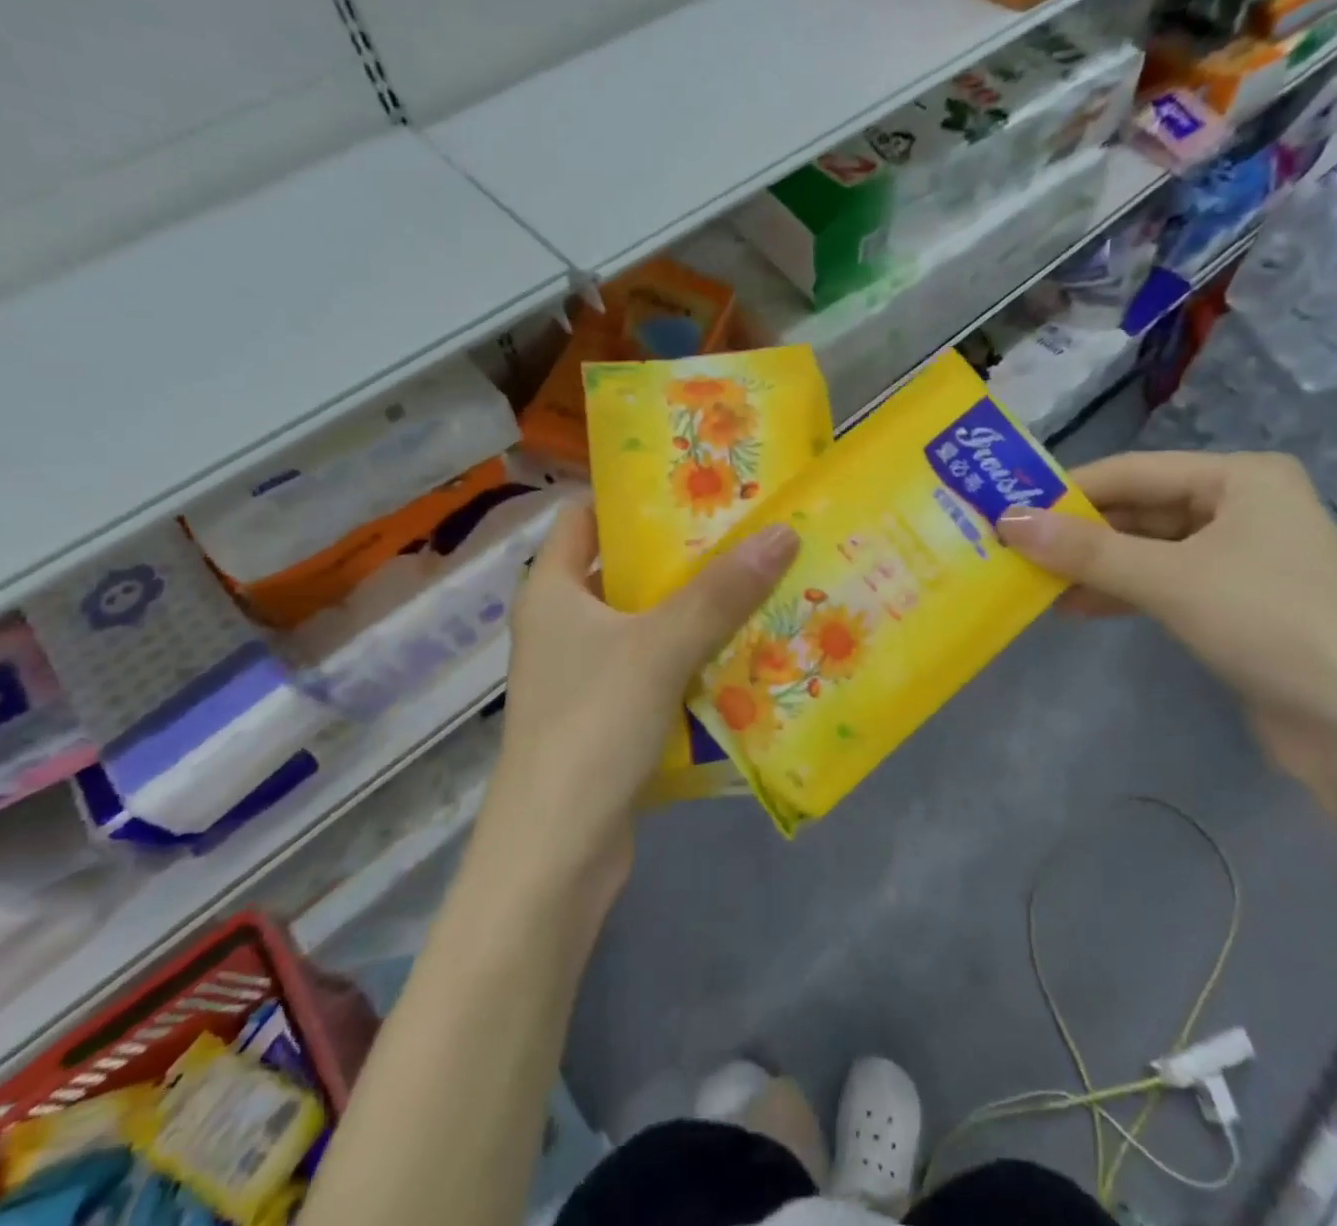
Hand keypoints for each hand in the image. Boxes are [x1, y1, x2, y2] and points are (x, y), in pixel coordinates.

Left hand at [489, 504, 798, 871]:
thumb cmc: (592, 727)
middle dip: (683, 552)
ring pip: (648, 621)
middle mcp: (563, 625)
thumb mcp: (661, 647)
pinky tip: (745, 649)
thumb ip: (721, 592)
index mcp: (553, 590)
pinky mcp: (610, 715)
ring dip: (697, 607)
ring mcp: (585, 673)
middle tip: (747, 530)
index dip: (630, 494)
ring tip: (760, 580)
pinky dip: (695, 656)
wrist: (556, 855)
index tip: (692, 481)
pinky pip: (658, 667)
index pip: (584, 516)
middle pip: (625, 568)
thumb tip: (783, 531)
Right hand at [997, 451, 1336, 790]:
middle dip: (1078, 532)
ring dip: (1093, 566)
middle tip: (1012, 547)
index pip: (1133, 471)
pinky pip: (1162, 583)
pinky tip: (1074, 607)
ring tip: (1033, 581)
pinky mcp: (1234, 603)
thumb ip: (1086, 550)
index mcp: (1241, 477)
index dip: (1068, 489)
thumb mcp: (1171, 579)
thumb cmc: (1272, 624)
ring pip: (1146, 550)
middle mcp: (1242, 506)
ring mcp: (1239, 557)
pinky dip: (1120, 593)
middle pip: (1139, 510)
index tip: (1007, 505)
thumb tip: (1007, 521)